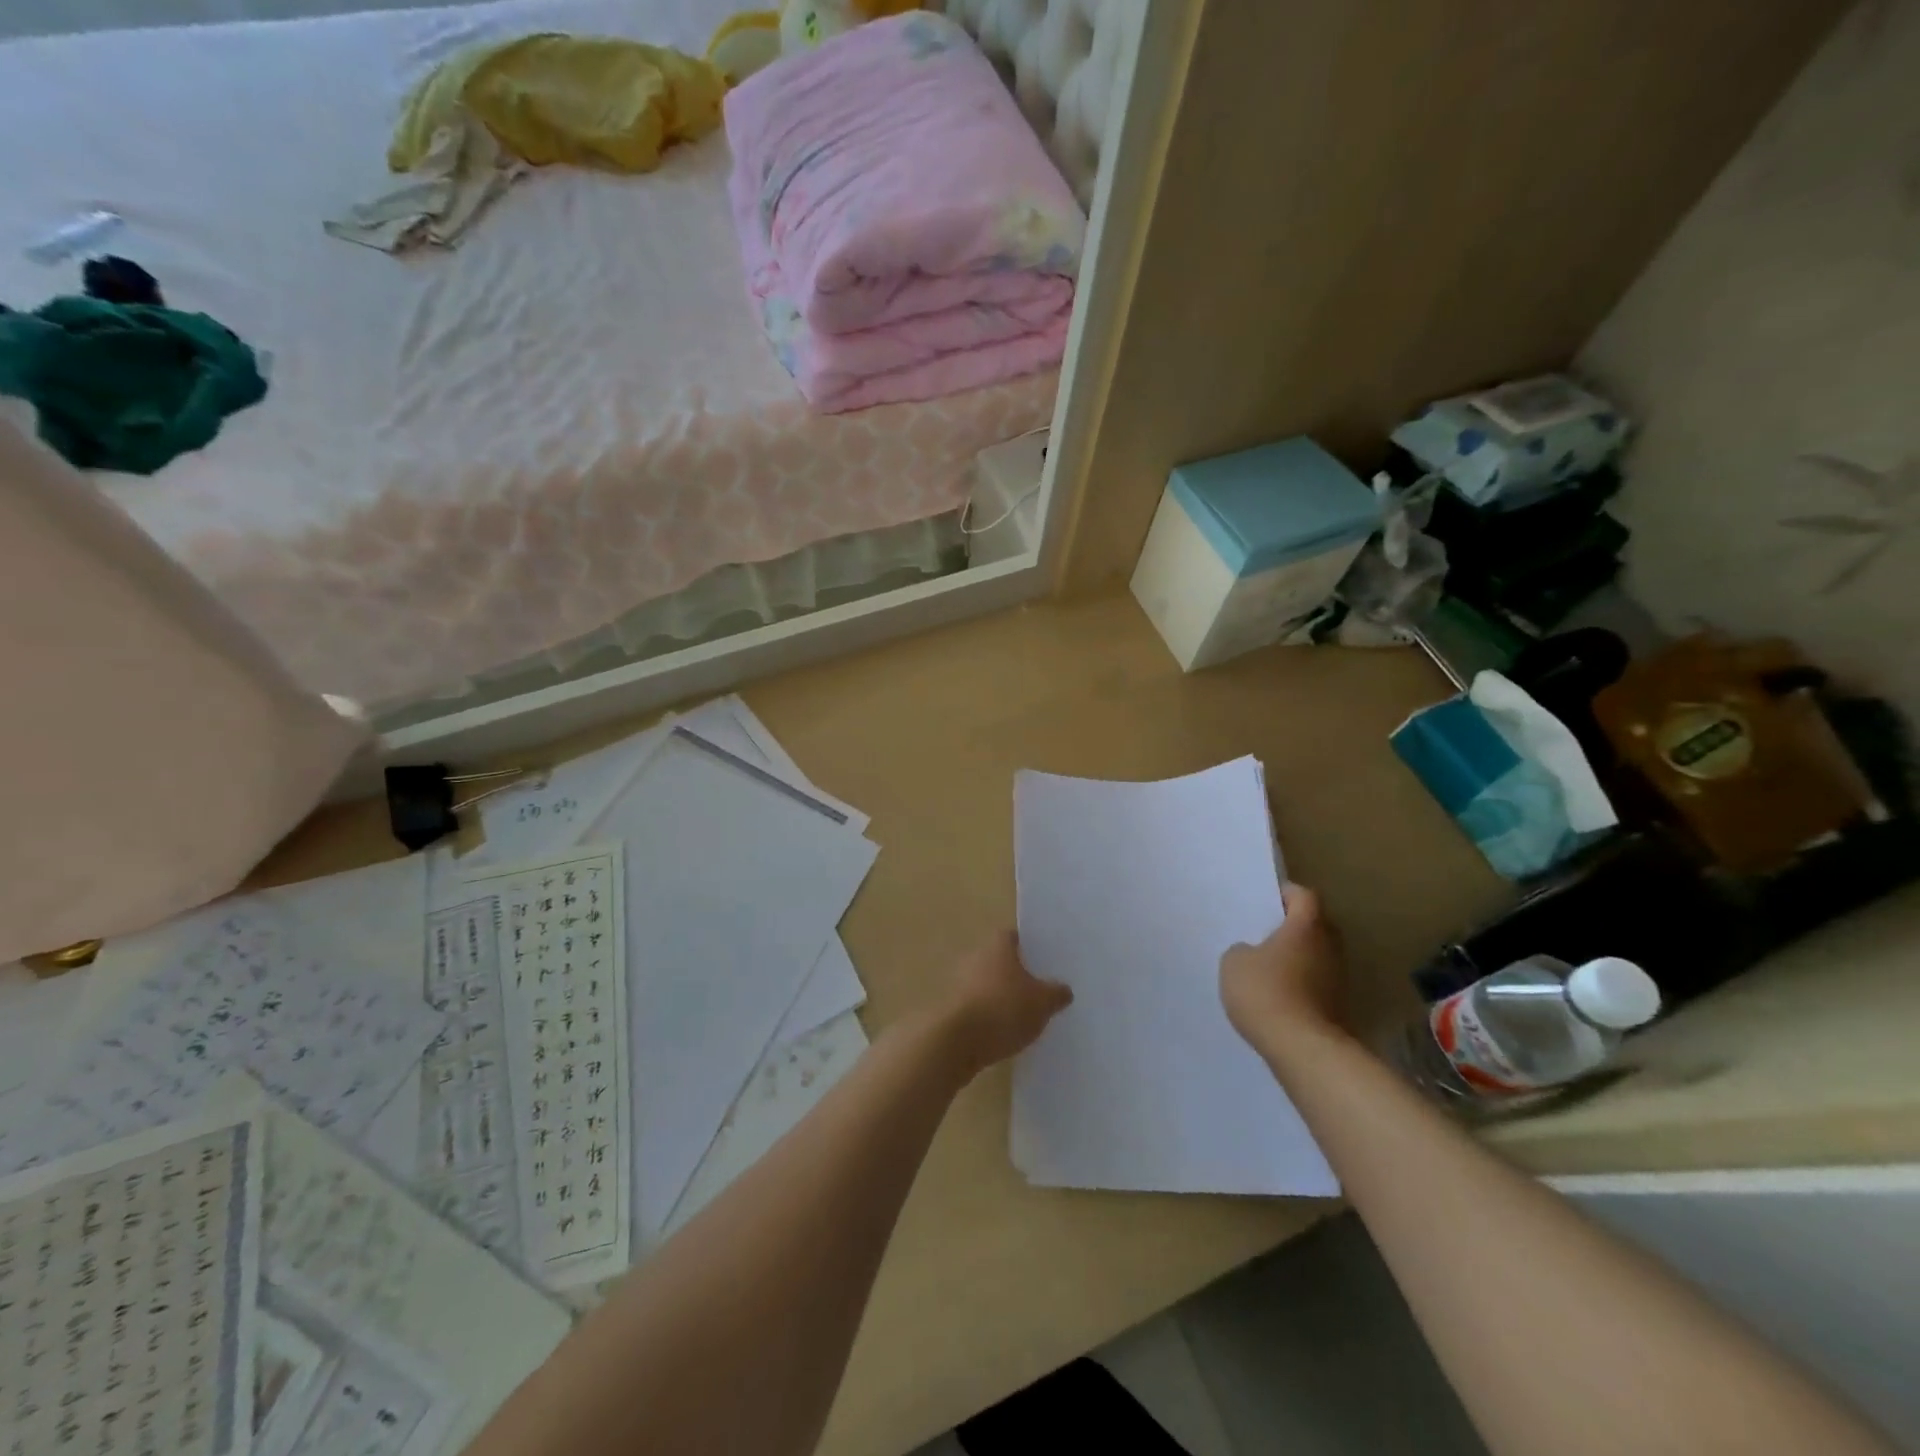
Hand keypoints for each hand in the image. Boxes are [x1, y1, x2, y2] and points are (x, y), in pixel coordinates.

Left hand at [937, 930, 1072, 1075]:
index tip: (1042, 960)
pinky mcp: (952, 1008)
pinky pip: (977, 1005)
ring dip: (1000, 995)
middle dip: (1015, 973)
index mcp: (997, 946)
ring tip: (1022, 1013)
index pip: (1013, 937)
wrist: (958, 1040)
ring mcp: (960, 982)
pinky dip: (988, 1014)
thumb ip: (1056, 993)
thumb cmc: (1005, 1009)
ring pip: (986, 983)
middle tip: (1037, 989)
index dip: (1028, 946)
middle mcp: (976, 957)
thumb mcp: (1043, 1003)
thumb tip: (1064, 990)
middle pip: (999, 960)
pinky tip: (1003, 1031)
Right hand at [1220, 884, 1348, 1059]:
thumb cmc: (1265, 991)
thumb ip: (1243, 949)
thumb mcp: (1234, 962)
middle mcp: (1329, 947)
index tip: (1266, 900)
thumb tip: (1254, 954)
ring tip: (1267, 966)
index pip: (1303, 896)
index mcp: (1306, 926)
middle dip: (1294, 926)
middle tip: (1265, 932)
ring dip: (1298, 958)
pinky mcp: (1338, 1007)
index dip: (1285, 894)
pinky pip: (1316, 984)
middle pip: (1316, 925)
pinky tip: (1277, 995)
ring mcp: (1338, 979)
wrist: (1302, 1048)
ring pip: (1317, 956)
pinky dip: (1300, 984)